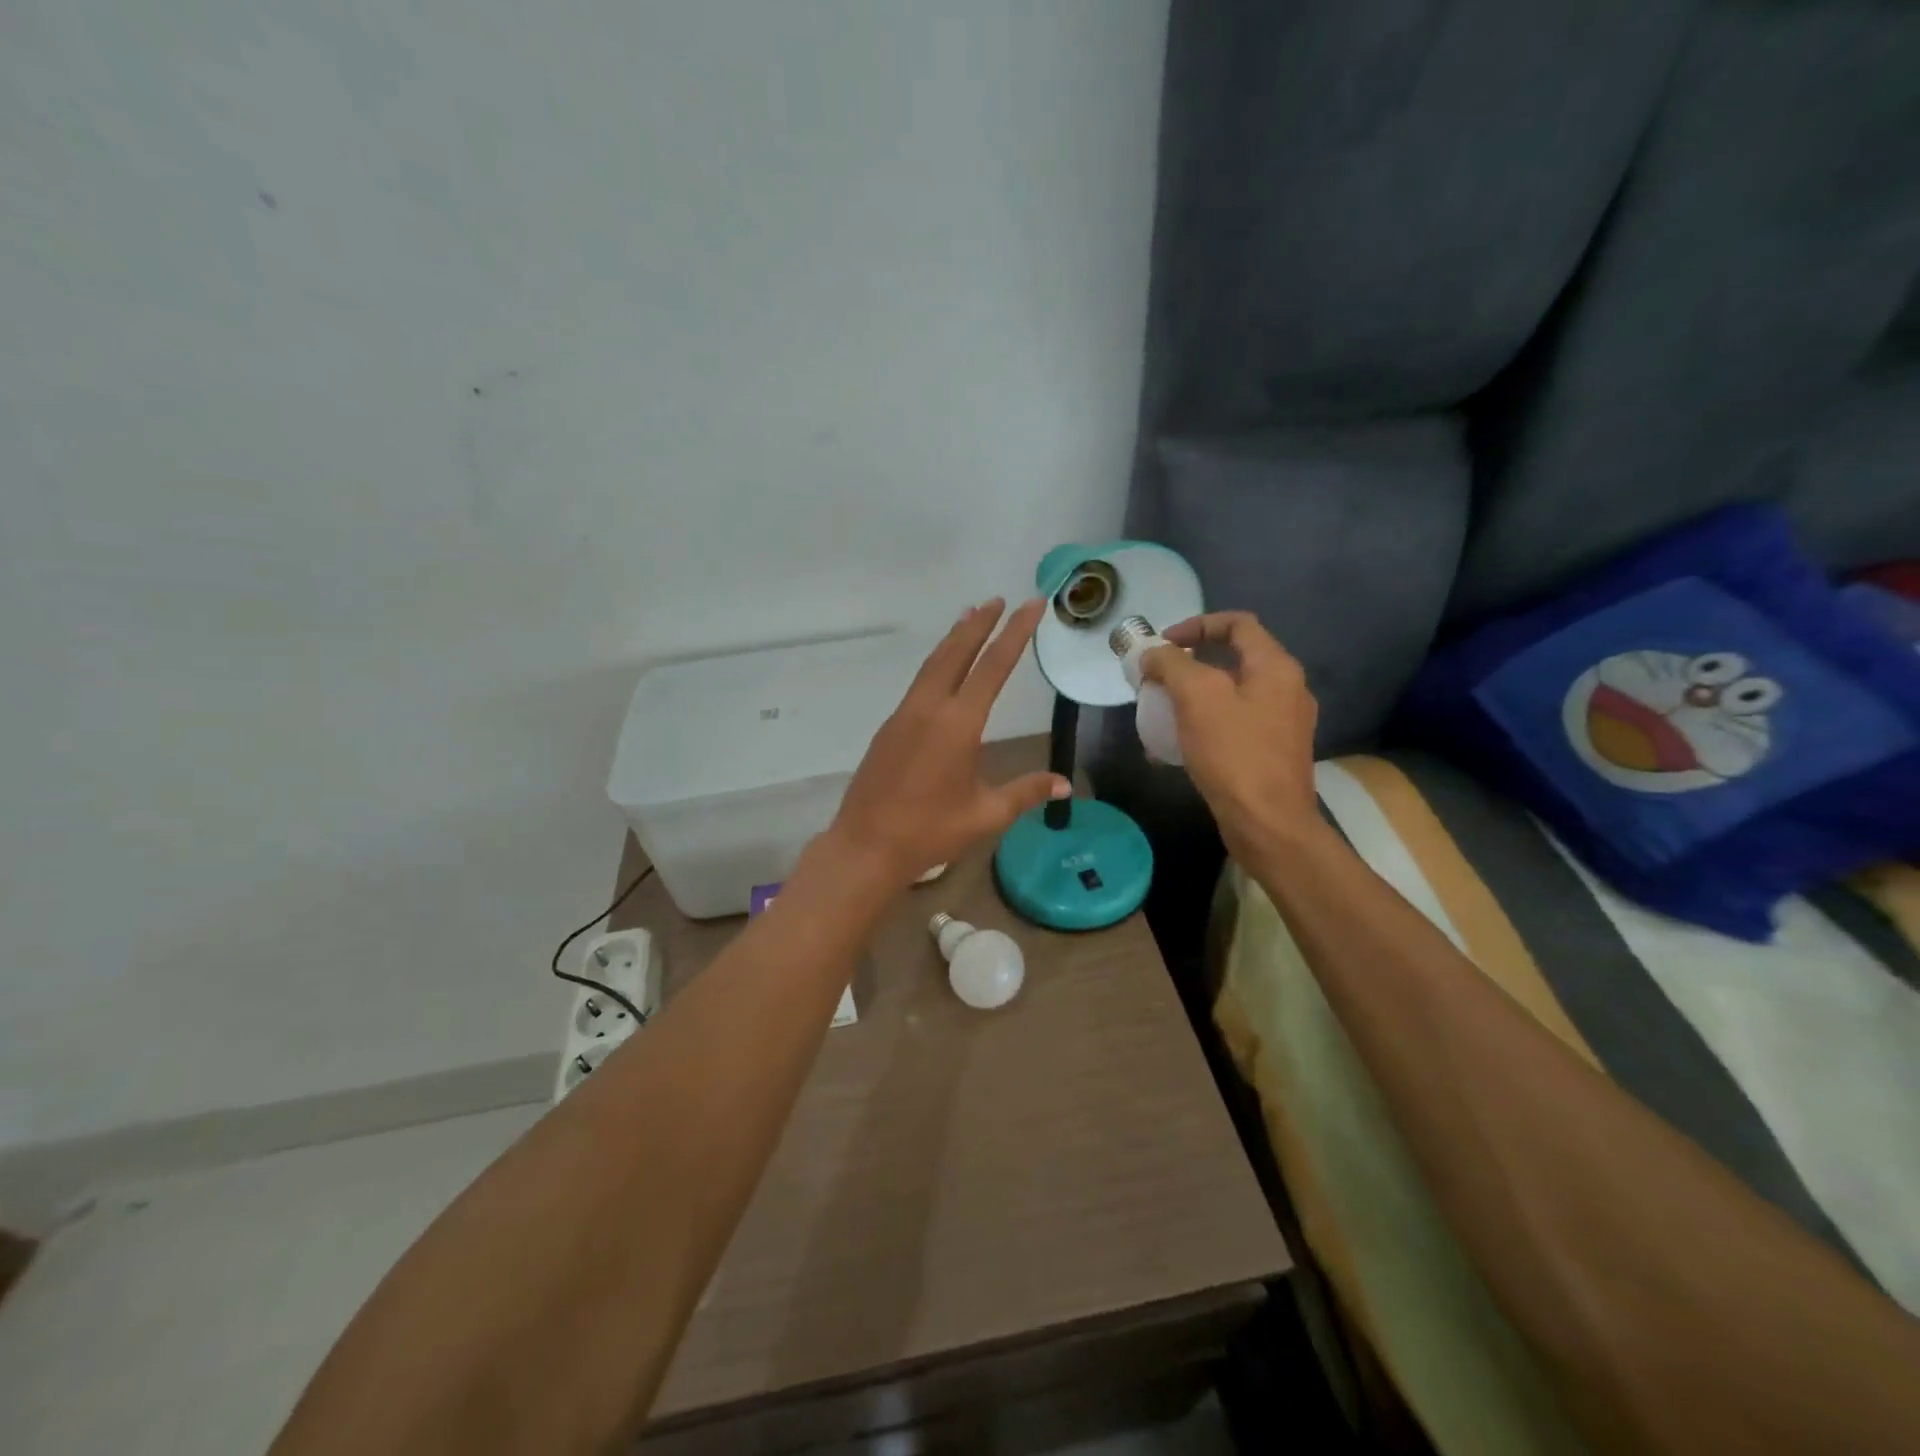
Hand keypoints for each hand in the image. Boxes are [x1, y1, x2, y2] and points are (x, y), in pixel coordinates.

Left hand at [824, 598, 1070, 888]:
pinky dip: (936, 664)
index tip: (1030, 605)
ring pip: (933, 665)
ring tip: (969, 617)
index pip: (993, 667)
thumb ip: (1026, 792)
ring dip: (953, 639)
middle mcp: (929, 708)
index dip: (1015, 633)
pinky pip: (918, 684)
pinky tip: (942, 670)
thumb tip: (1065, 785)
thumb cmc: (930, 831)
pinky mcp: (889, 728)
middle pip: (956, 653)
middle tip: (997, 599)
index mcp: (958, 724)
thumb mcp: (985, 814)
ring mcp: (904, 715)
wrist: (866, 845)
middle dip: (979, 624)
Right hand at [1140, 611, 1319, 862]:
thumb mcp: (1197, 698)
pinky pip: (1235, 724)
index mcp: (1276, 667)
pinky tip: (1179, 745)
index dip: (1197, 625)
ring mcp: (1284, 724)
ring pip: (1232, 693)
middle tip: (1158, 678)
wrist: (1268, 825)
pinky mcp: (1273, 753)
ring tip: (1163, 711)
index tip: (1163, 644)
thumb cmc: (1234, 755)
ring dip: (1195, 695)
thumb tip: (1153, 654)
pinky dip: (1206, 723)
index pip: (1238, 624)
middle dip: (1190, 663)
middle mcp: (1287, 689)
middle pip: (1235, 658)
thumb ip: (1172, 665)